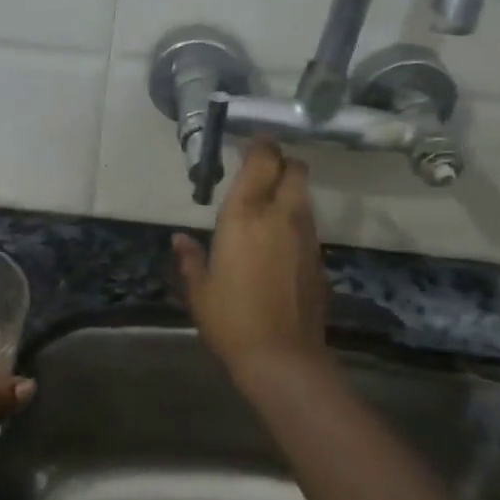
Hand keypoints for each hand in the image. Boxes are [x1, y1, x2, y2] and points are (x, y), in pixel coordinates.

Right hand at [173, 140, 329, 379]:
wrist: (283, 358)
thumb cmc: (231, 320)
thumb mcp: (199, 290)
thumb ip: (189, 259)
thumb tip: (179, 240)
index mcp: (245, 216)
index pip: (261, 161)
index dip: (259, 145)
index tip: (251, 141)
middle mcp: (281, 216)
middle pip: (294, 169)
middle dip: (281, 162)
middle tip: (260, 170)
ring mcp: (306, 236)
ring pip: (304, 195)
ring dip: (289, 189)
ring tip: (267, 203)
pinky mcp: (319, 258)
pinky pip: (308, 224)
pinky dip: (295, 219)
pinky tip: (278, 240)